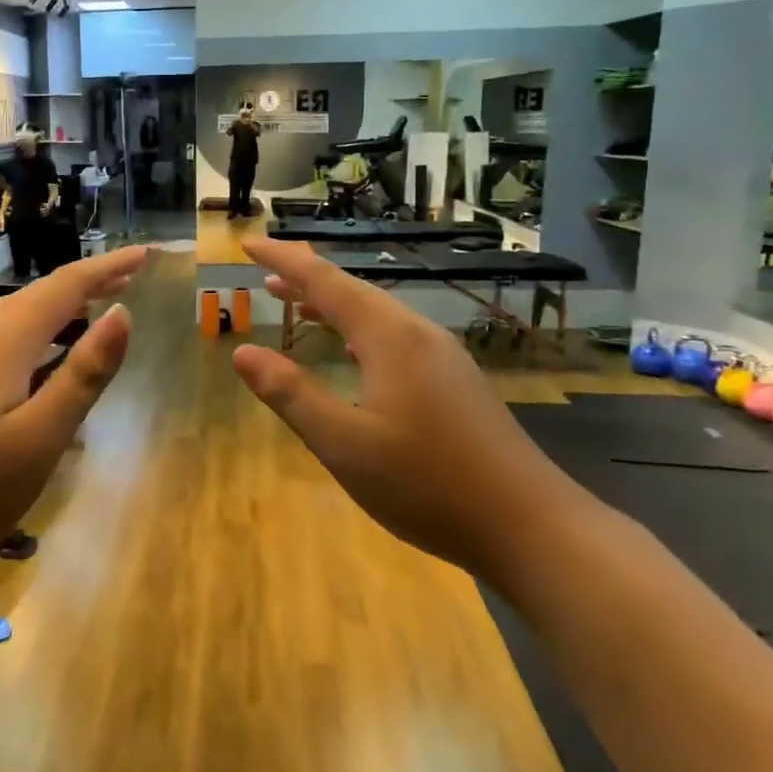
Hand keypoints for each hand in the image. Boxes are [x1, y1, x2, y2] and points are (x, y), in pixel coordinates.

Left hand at [0, 245, 147, 571]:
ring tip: (99, 307)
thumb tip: (123, 314)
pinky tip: (49, 355)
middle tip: (131, 276)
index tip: (146, 254)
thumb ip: (84, 373)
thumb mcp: (43, 434)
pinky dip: (41, 331)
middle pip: (42, 293)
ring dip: (64, 305)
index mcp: (7, 340)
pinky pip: (7, 337)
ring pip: (22, 314)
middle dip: (89, 281)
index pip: (66, 286)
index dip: (108, 267)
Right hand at [231, 237, 572, 572]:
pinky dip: (358, 332)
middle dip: (306, 280)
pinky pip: (394, 337)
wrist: (529, 526)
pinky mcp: (455, 382)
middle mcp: (418, 334)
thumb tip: (243, 352)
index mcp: (389, 337)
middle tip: (265, 275)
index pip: (324, 280)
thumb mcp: (343, 443)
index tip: (248, 245)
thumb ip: (290, 395)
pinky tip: (353, 353)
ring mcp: (443, 357)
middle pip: (353, 291)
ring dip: (332, 306)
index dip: (283, 260)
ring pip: (376, 315)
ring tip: (296, 305)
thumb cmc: (426, 483)